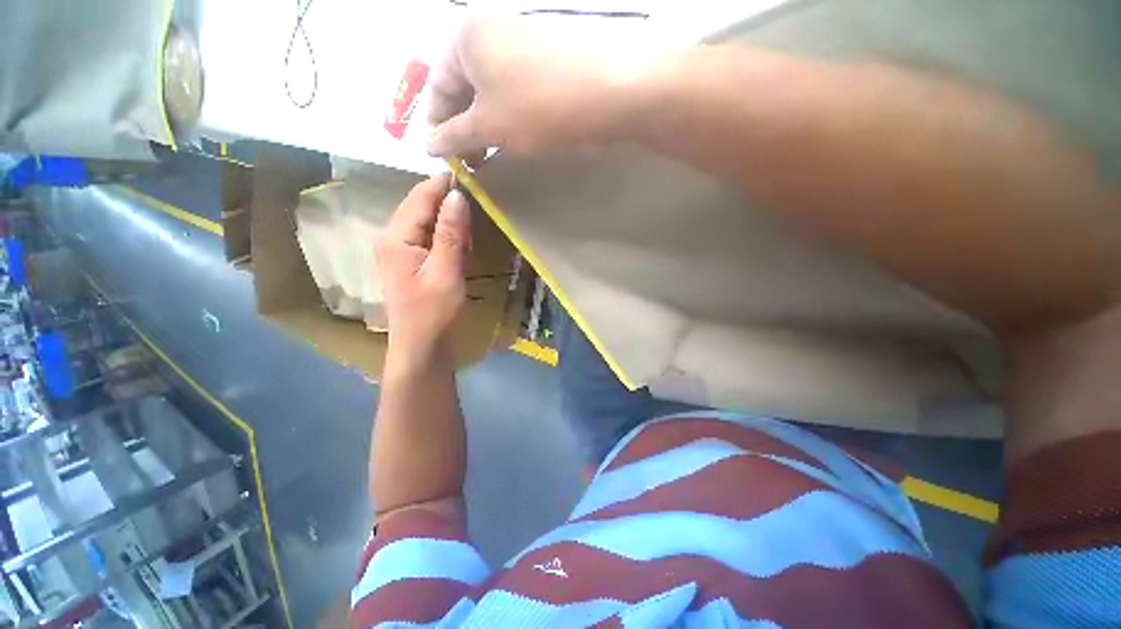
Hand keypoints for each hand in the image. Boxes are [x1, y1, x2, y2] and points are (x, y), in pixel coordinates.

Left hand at [376, 176, 470, 350]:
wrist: (421, 345)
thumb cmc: (433, 312)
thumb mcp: (446, 272)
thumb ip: (450, 233)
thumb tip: (457, 195)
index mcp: (396, 237)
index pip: (420, 197)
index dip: (443, 184)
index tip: (471, 175)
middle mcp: (392, 237)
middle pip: (422, 206)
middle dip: (449, 209)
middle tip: (474, 223)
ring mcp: (400, 248)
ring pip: (428, 222)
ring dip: (451, 228)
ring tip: (467, 246)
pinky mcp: (410, 259)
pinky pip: (430, 238)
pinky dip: (448, 241)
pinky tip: (459, 256)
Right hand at [426, 15, 652, 159]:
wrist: (612, 89)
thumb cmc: (539, 106)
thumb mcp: (490, 126)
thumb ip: (455, 136)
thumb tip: (427, 145)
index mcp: (465, 37)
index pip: (438, 87)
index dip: (438, 126)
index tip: (445, 157)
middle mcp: (490, 30)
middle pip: (465, 87)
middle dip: (465, 127)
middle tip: (471, 161)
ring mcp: (522, 41)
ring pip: (491, 90)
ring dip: (487, 124)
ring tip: (491, 154)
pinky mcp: (547, 58)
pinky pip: (515, 88)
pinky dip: (509, 114)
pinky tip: (515, 135)